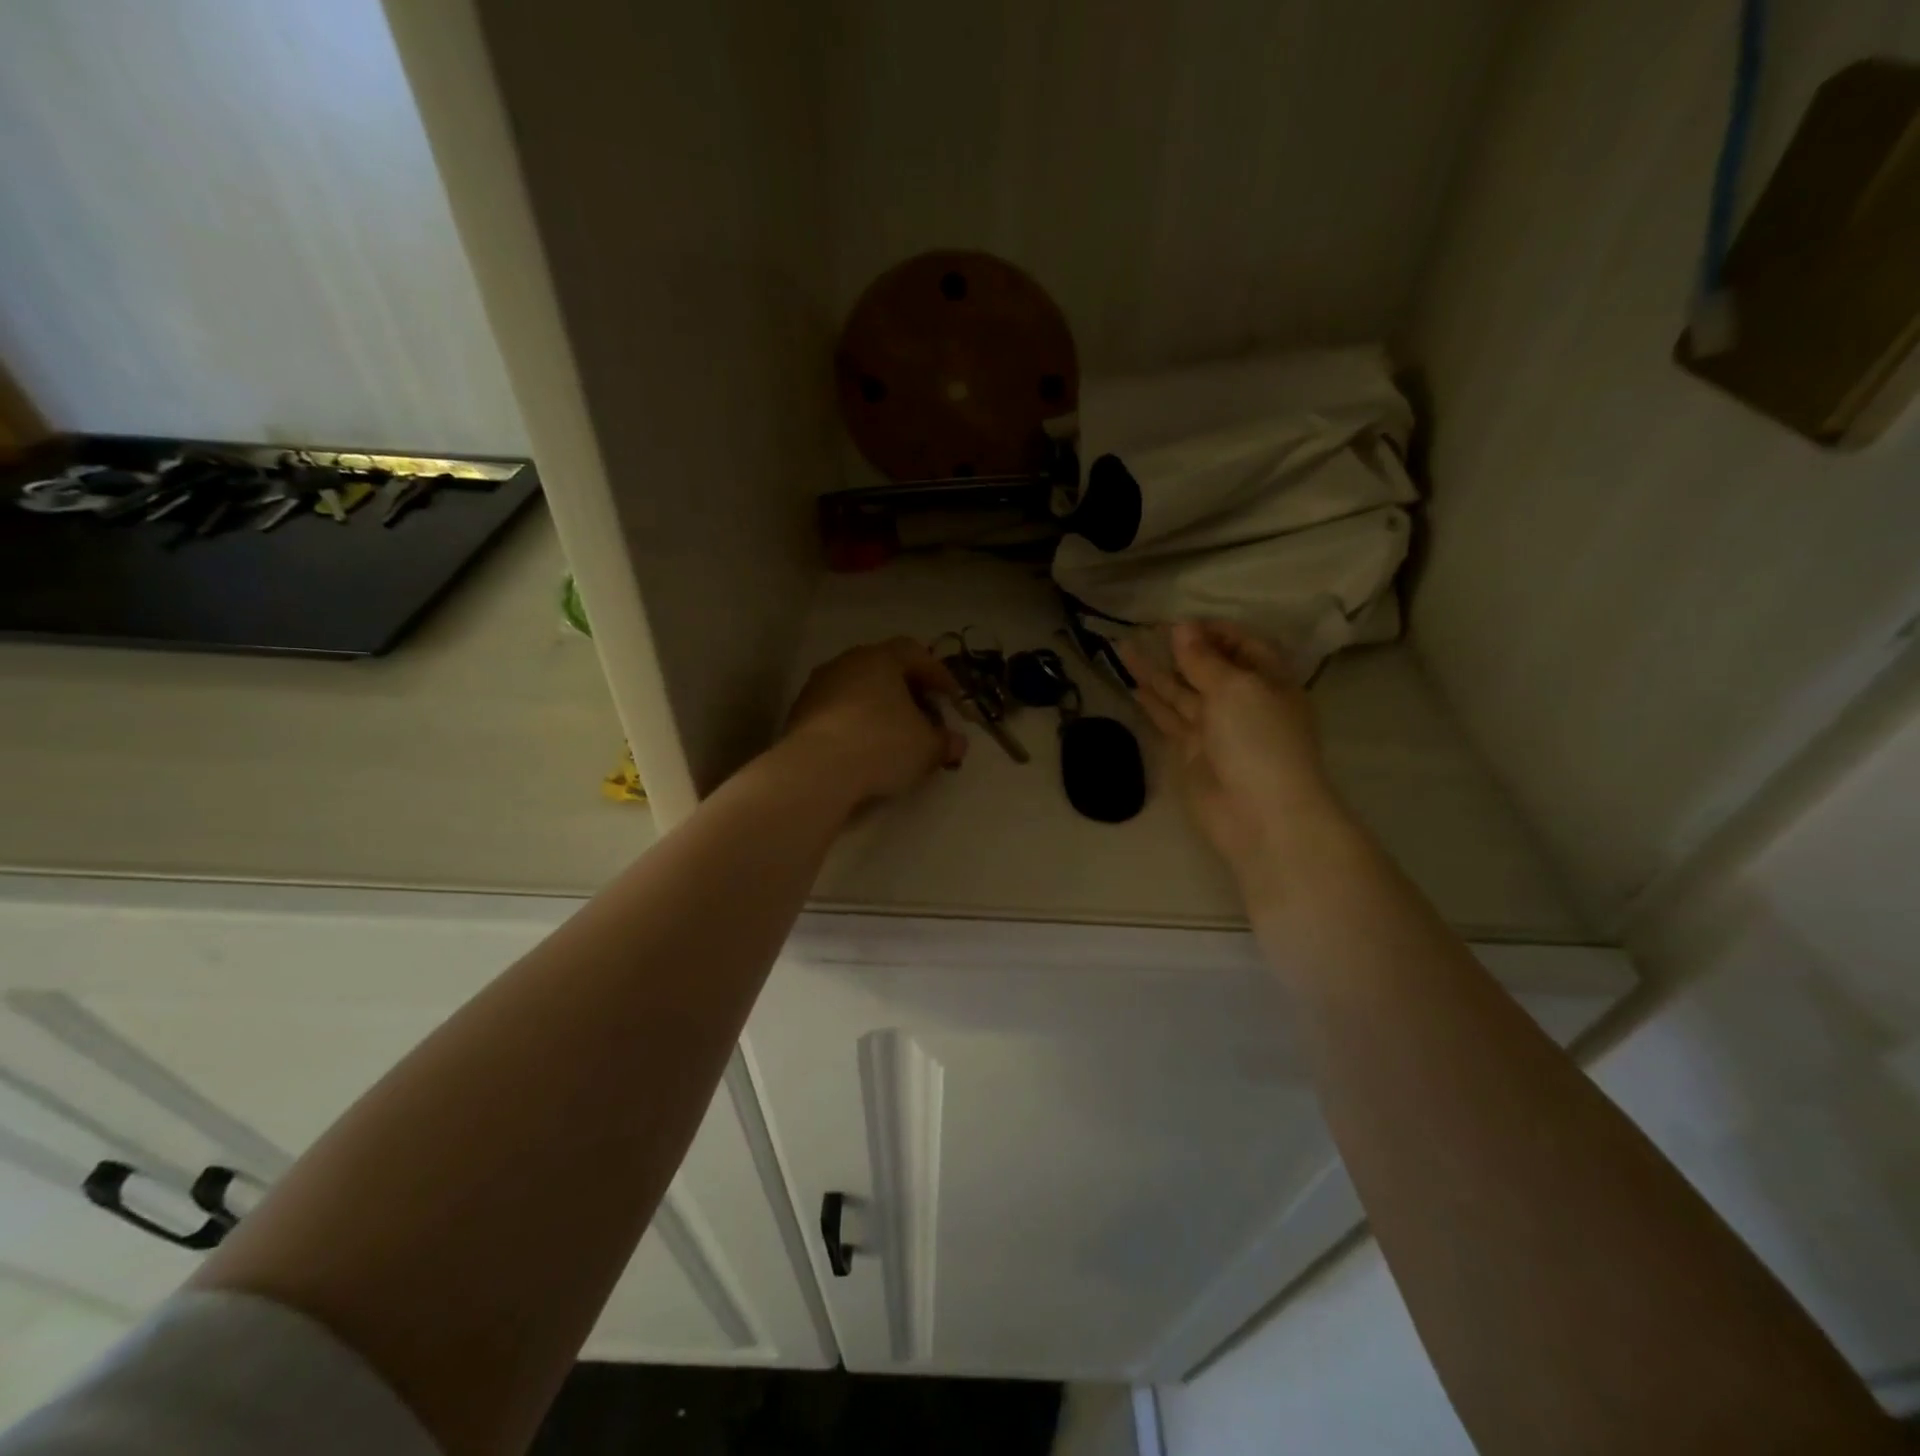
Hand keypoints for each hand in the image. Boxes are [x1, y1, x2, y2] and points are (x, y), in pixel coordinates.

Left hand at [779, 638, 968, 806]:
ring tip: (894, 737)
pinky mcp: (799, 715)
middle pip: (884, 670)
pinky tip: (864, 750)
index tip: (951, 698)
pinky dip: (855, 725)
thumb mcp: (927, 747)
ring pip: (858, 691)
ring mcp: (818, 687)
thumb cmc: (882, 744)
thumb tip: (957, 743)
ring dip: (878, 710)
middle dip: (907, 693)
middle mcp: (846, 663)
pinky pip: (837, 713)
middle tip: (924, 717)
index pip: (915, 653)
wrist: (816, 770)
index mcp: (880, 658)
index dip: (938, 674)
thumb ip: (946, 742)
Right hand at [1120, 622, 1347, 878]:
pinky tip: (1133, 686)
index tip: (1181, 622)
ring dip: (1156, 672)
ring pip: (1182, 692)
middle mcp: (1243, 701)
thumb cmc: (1259, 740)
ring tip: (1124, 648)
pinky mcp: (1192, 752)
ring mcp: (1216, 728)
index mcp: (1268, 681)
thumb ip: (1203, 659)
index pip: (1243, 645)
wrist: (1259, 815)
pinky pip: (1170, 719)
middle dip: (1180, 649)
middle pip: (1209, 667)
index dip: (1214, 631)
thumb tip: (1181, 628)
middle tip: (1145, 630)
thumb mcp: (1235, 689)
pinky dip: (1153, 703)